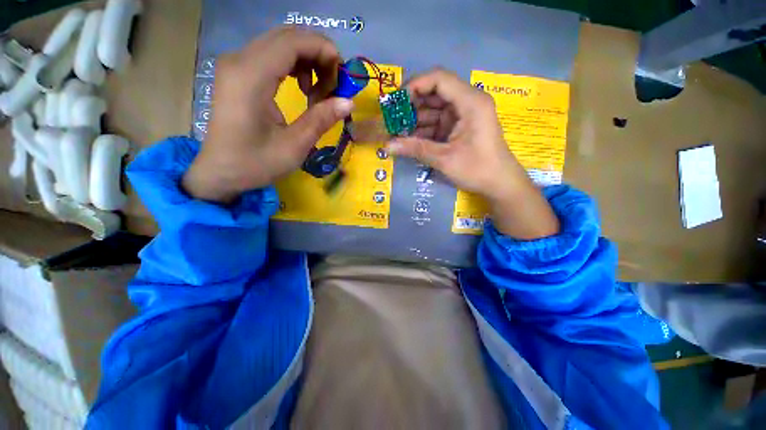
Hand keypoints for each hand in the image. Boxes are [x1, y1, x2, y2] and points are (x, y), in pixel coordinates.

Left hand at [183, 27, 353, 202]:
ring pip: (281, 44)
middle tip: (335, 87)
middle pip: (288, 38)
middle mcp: (240, 60)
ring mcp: (236, 64)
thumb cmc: (255, 163)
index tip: (343, 77)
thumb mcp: (294, 146)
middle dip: (319, 56)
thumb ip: (321, 119)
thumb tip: (349, 102)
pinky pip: (272, 56)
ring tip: (319, 93)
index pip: (292, 42)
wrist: (220, 172)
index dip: (324, 51)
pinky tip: (303, 90)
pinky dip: (295, 67)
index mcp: (251, 77)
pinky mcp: (238, 73)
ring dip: (308, 62)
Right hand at [386, 69, 558, 238]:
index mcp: (470, 102)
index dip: (414, 86)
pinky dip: (423, 132)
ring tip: (397, 135)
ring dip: (415, 122)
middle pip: (434, 93)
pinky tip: (409, 142)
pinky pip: (436, 124)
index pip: (439, 79)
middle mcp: (467, 102)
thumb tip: (387, 146)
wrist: (499, 185)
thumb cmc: (478, 170)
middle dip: (411, 107)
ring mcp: (462, 116)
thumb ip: (415, 149)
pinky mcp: (458, 128)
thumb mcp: (445, 159)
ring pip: (432, 110)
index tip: (395, 103)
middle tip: (392, 122)